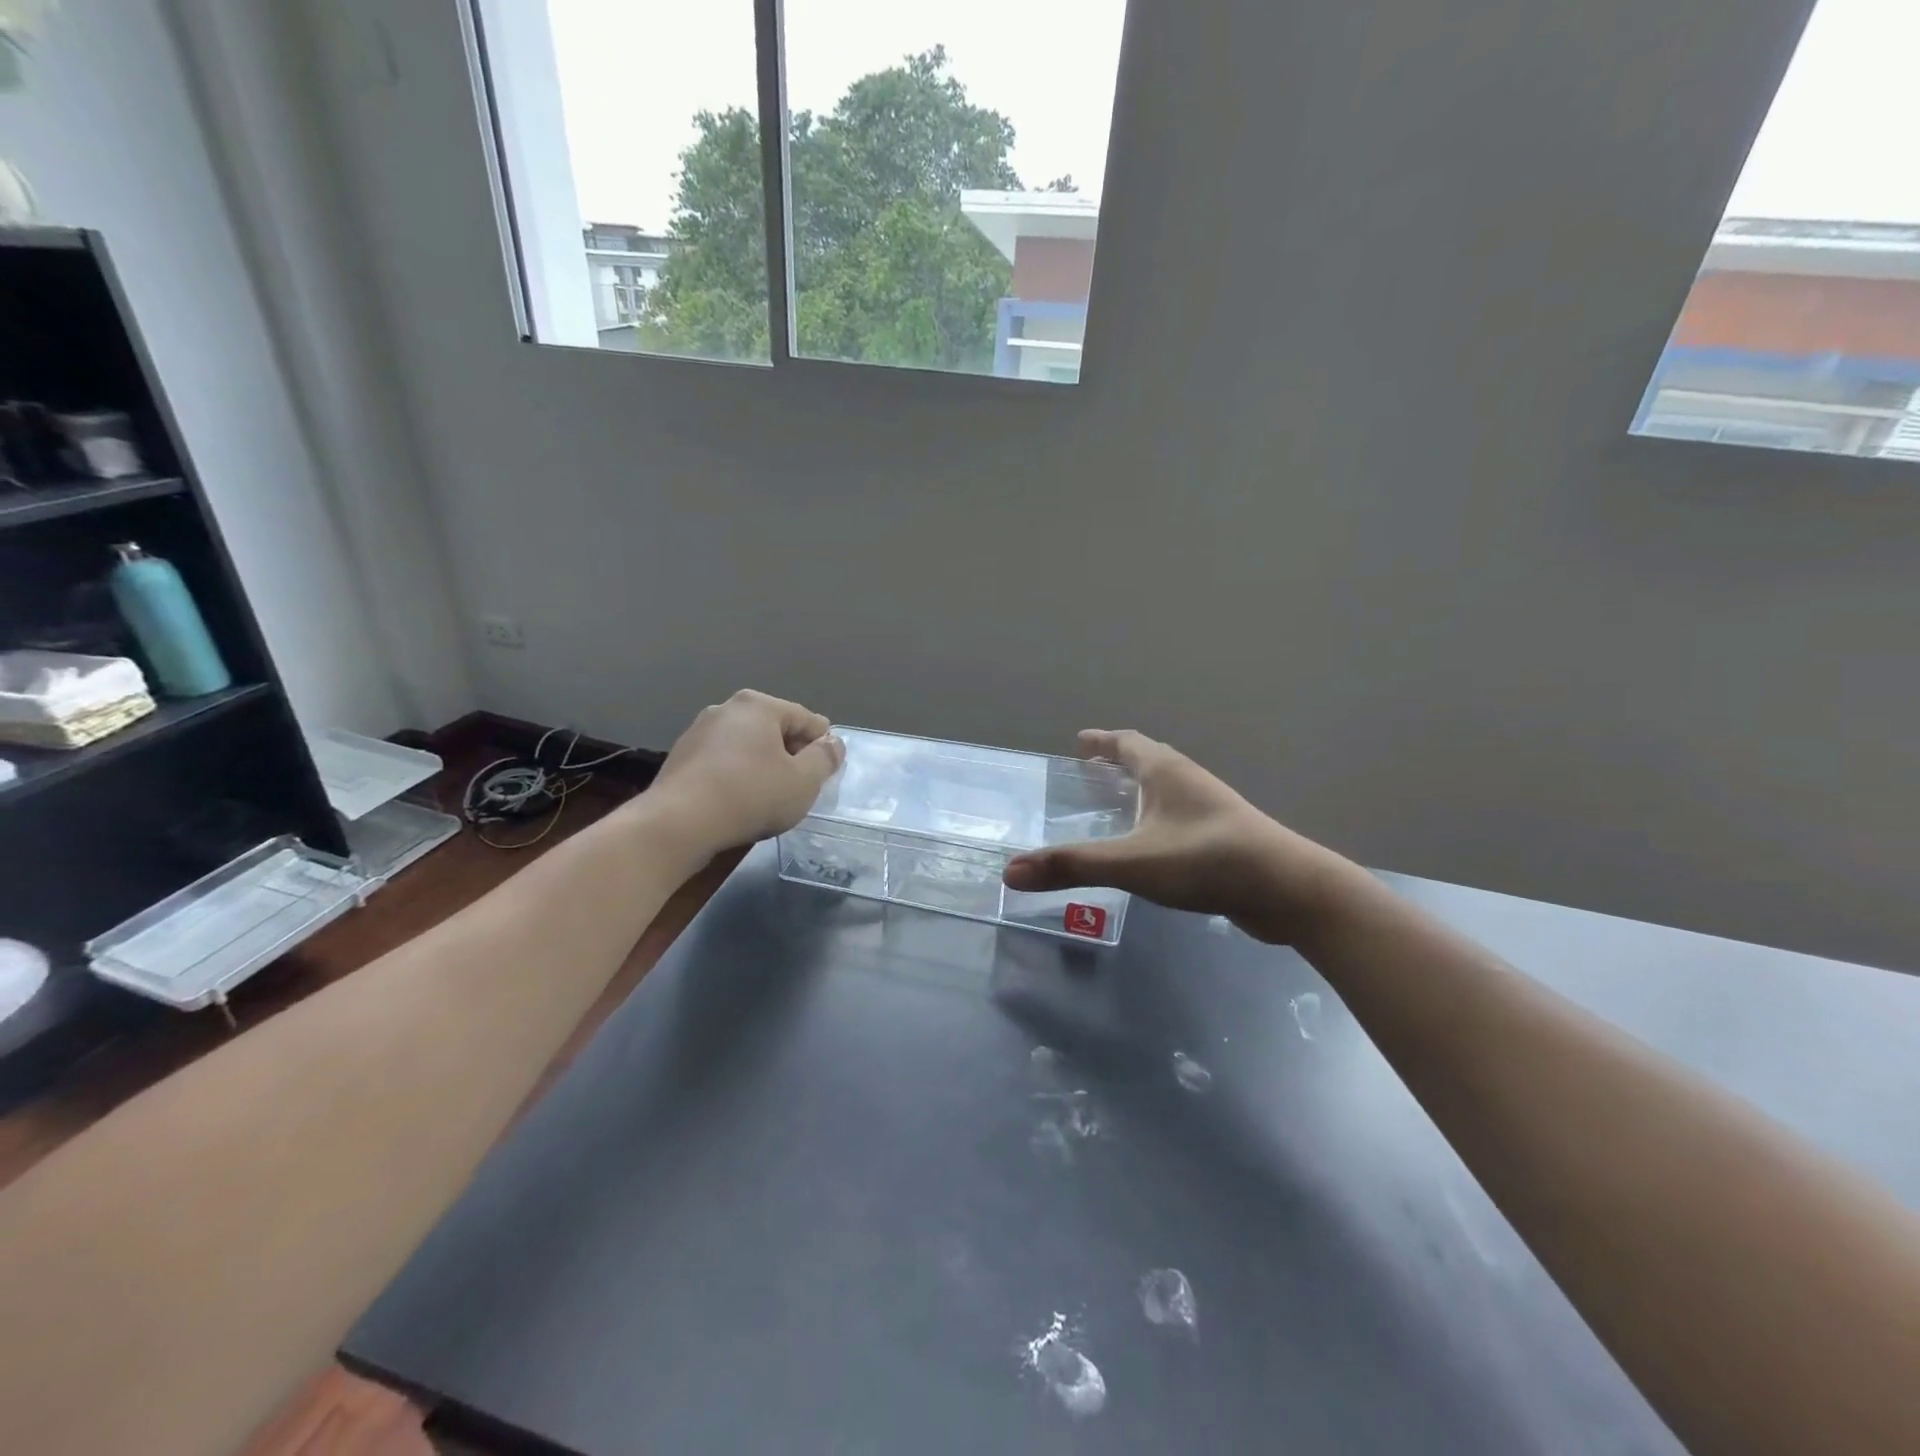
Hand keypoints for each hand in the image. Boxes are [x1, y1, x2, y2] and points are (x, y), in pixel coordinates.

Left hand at [650, 691, 844, 855]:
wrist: (678, 823)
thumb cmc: (750, 795)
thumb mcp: (803, 782)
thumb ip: (825, 759)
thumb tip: (833, 743)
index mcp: (760, 705)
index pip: (807, 720)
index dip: (823, 746)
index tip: (826, 774)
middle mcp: (727, 708)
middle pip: (775, 729)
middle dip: (791, 755)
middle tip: (800, 788)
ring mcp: (699, 731)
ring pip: (747, 745)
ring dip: (763, 765)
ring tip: (769, 797)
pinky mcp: (681, 756)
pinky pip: (723, 761)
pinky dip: (737, 775)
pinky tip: (739, 801)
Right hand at [1003, 730, 1350, 943]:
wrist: (1289, 891)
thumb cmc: (1207, 861)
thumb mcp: (1132, 863)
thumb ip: (1072, 866)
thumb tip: (1010, 871)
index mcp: (1166, 773)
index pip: (1128, 743)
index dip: (1102, 741)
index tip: (1079, 741)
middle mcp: (1189, 782)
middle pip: (1150, 760)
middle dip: (1119, 762)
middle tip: (1091, 771)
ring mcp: (1211, 810)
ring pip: (1168, 789)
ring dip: (1141, 789)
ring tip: (1117, 806)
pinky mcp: (1224, 839)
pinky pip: (1180, 817)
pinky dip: (1157, 819)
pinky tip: (1150, 847)